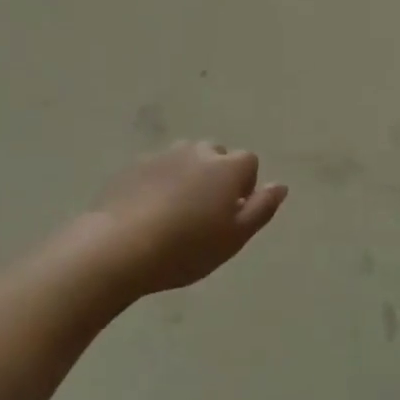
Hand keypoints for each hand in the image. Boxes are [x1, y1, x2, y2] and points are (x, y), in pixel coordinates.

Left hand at [74, 142, 288, 298]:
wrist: (119, 247)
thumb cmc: (186, 247)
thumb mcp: (234, 238)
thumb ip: (261, 208)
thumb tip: (280, 186)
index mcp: (226, 167)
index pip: (249, 162)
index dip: (245, 186)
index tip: (232, 215)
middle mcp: (197, 152)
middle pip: (216, 156)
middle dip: (216, 177)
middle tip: (204, 215)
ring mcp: (162, 156)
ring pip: (185, 160)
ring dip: (187, 177)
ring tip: (175, 213)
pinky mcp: (133, 166)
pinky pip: (157, 170)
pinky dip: (159, 183)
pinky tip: (149, 213)